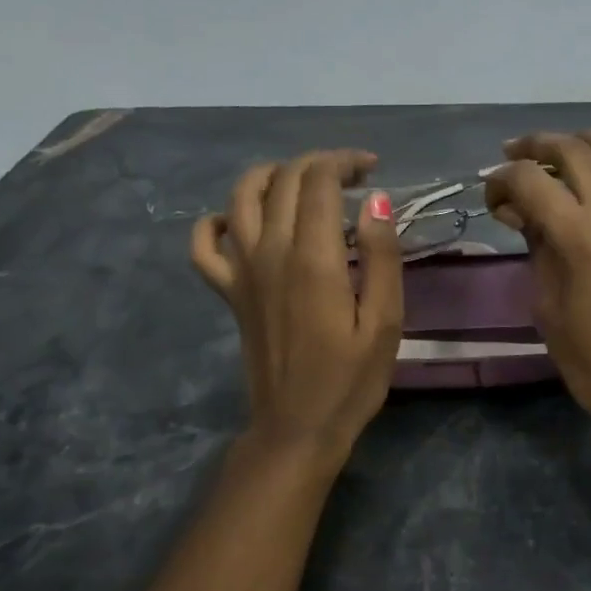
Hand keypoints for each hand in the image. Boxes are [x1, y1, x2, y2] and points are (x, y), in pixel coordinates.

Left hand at [190, 150, 404, 464]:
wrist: (297, 428)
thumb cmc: (350, 380)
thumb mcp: (385, 322)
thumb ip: (383, 256)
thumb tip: (375, 200)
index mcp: (313, 258)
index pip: (319, 181)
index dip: (345, 162)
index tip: (373, 169)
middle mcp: (270, 252)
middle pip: (284, 180)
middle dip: (319, 163)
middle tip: (352, 175)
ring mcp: (242, 271)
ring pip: (241, 197)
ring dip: (272, 175)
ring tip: (301, 182)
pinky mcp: (229, 292)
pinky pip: (204, 245)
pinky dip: (216, 222)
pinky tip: (240, 222)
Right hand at [485, 130, 590, 449]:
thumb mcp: (546, 304)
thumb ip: (535, 246)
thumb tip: (518, 210)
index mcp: (579, 236)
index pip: (530, 181)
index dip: (502, 180)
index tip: (491, 196)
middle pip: (574, 153)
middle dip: (537, 147)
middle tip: (516, 156)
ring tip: (571, 144)